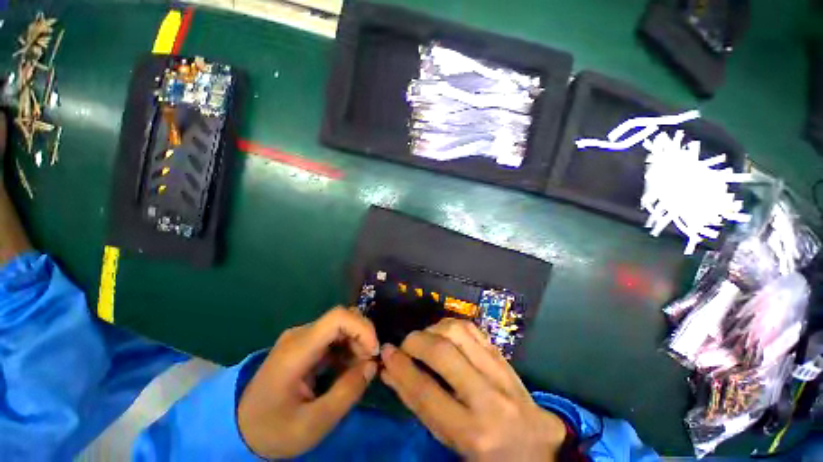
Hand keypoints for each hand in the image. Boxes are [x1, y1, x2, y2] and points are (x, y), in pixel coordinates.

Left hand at [237, 307, 378, 458]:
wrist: (241, 428)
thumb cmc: (274, 430)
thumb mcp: (313, 423)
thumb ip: (347, 393)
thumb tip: (372, 364)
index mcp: (297, 350)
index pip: (338, 317)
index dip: (362, 327)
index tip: (373, 352)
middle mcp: (300, 335)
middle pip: (342, 318)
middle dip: (362, 336)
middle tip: (369, 364)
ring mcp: (301, 337)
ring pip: (341, 325)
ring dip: (357, 342)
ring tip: (359, 369)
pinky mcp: (305, 344)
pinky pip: (334, 336)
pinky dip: (348, 347)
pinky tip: (348, 368)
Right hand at [380, 319, 566, 460]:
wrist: (537, 445)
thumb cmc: (487, 453)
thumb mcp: (449, 440)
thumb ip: (418, 405)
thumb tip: (390, 372)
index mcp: (472, 432)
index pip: (426, 392)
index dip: (401, 367)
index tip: (385, 353)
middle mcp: (488, 397)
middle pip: (442, 352)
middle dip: (415, 342)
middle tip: (404, 346)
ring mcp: (498, 370)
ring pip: (457, 331)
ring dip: (433, 329)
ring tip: (425, 340)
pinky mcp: (502, 354)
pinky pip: (471, 327)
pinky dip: (450, 325)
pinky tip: (443, 333)